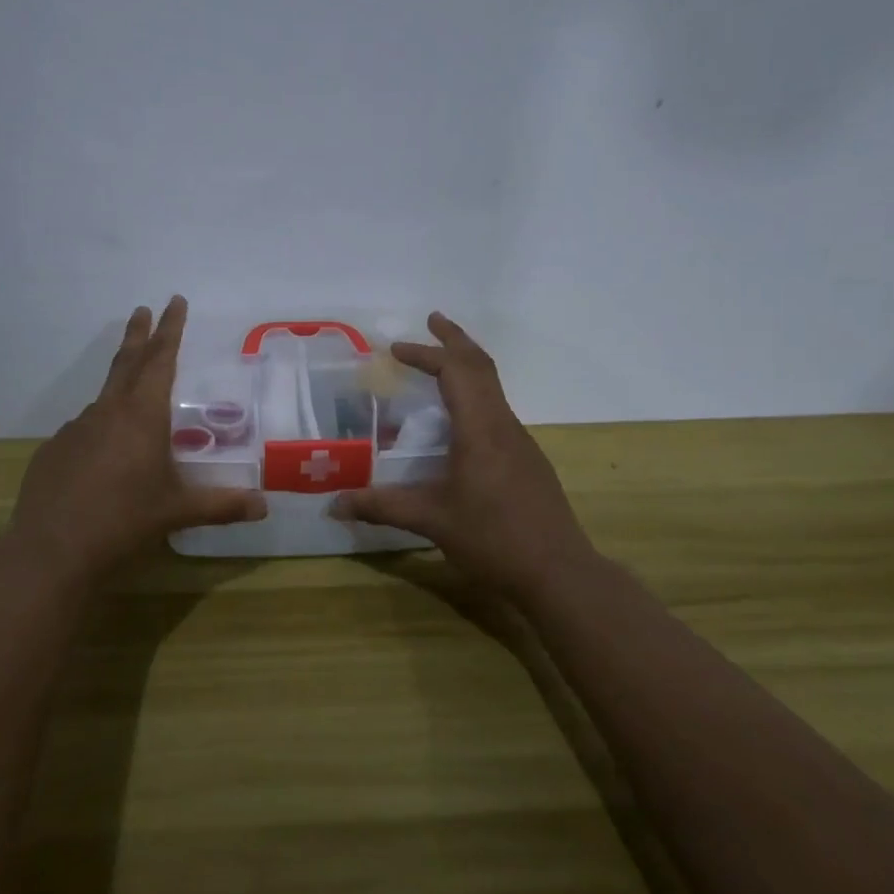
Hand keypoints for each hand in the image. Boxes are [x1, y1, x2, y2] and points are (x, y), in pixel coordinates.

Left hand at [8, 296, 266, 581]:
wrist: (51, 551)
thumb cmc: (124, 522)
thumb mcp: (177, 512)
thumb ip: (222, 505)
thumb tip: (263, 508)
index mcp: (142, 415)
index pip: (161, 359)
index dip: (171, 329)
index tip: (174, 301)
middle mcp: (107, 412)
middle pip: (127, 362)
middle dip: (139, 334)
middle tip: (142, 308)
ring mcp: (75, 430)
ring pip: (104, 401)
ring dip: (120, 390)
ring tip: (135, 409)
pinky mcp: (53, 451)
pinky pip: (84, 432)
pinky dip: (99, 433)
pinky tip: (102, 461)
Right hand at [333, 312, 587, 597]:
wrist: (560, 573)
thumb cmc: (494, 539)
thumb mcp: (431, 521)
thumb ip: (381, 507)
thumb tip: (334, 505)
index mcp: (481, 429)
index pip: (454, 371)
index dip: (425, 354)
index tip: (395, 349)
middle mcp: (503, 425)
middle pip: (482, 366)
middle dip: (455, 339)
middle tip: (432, 320)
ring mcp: (520, 442)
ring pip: (493, 387)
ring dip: (467, 366)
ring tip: (440, 364)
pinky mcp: (527, 460)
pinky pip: (497, 410)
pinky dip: (475, 395)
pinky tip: (458, 422)